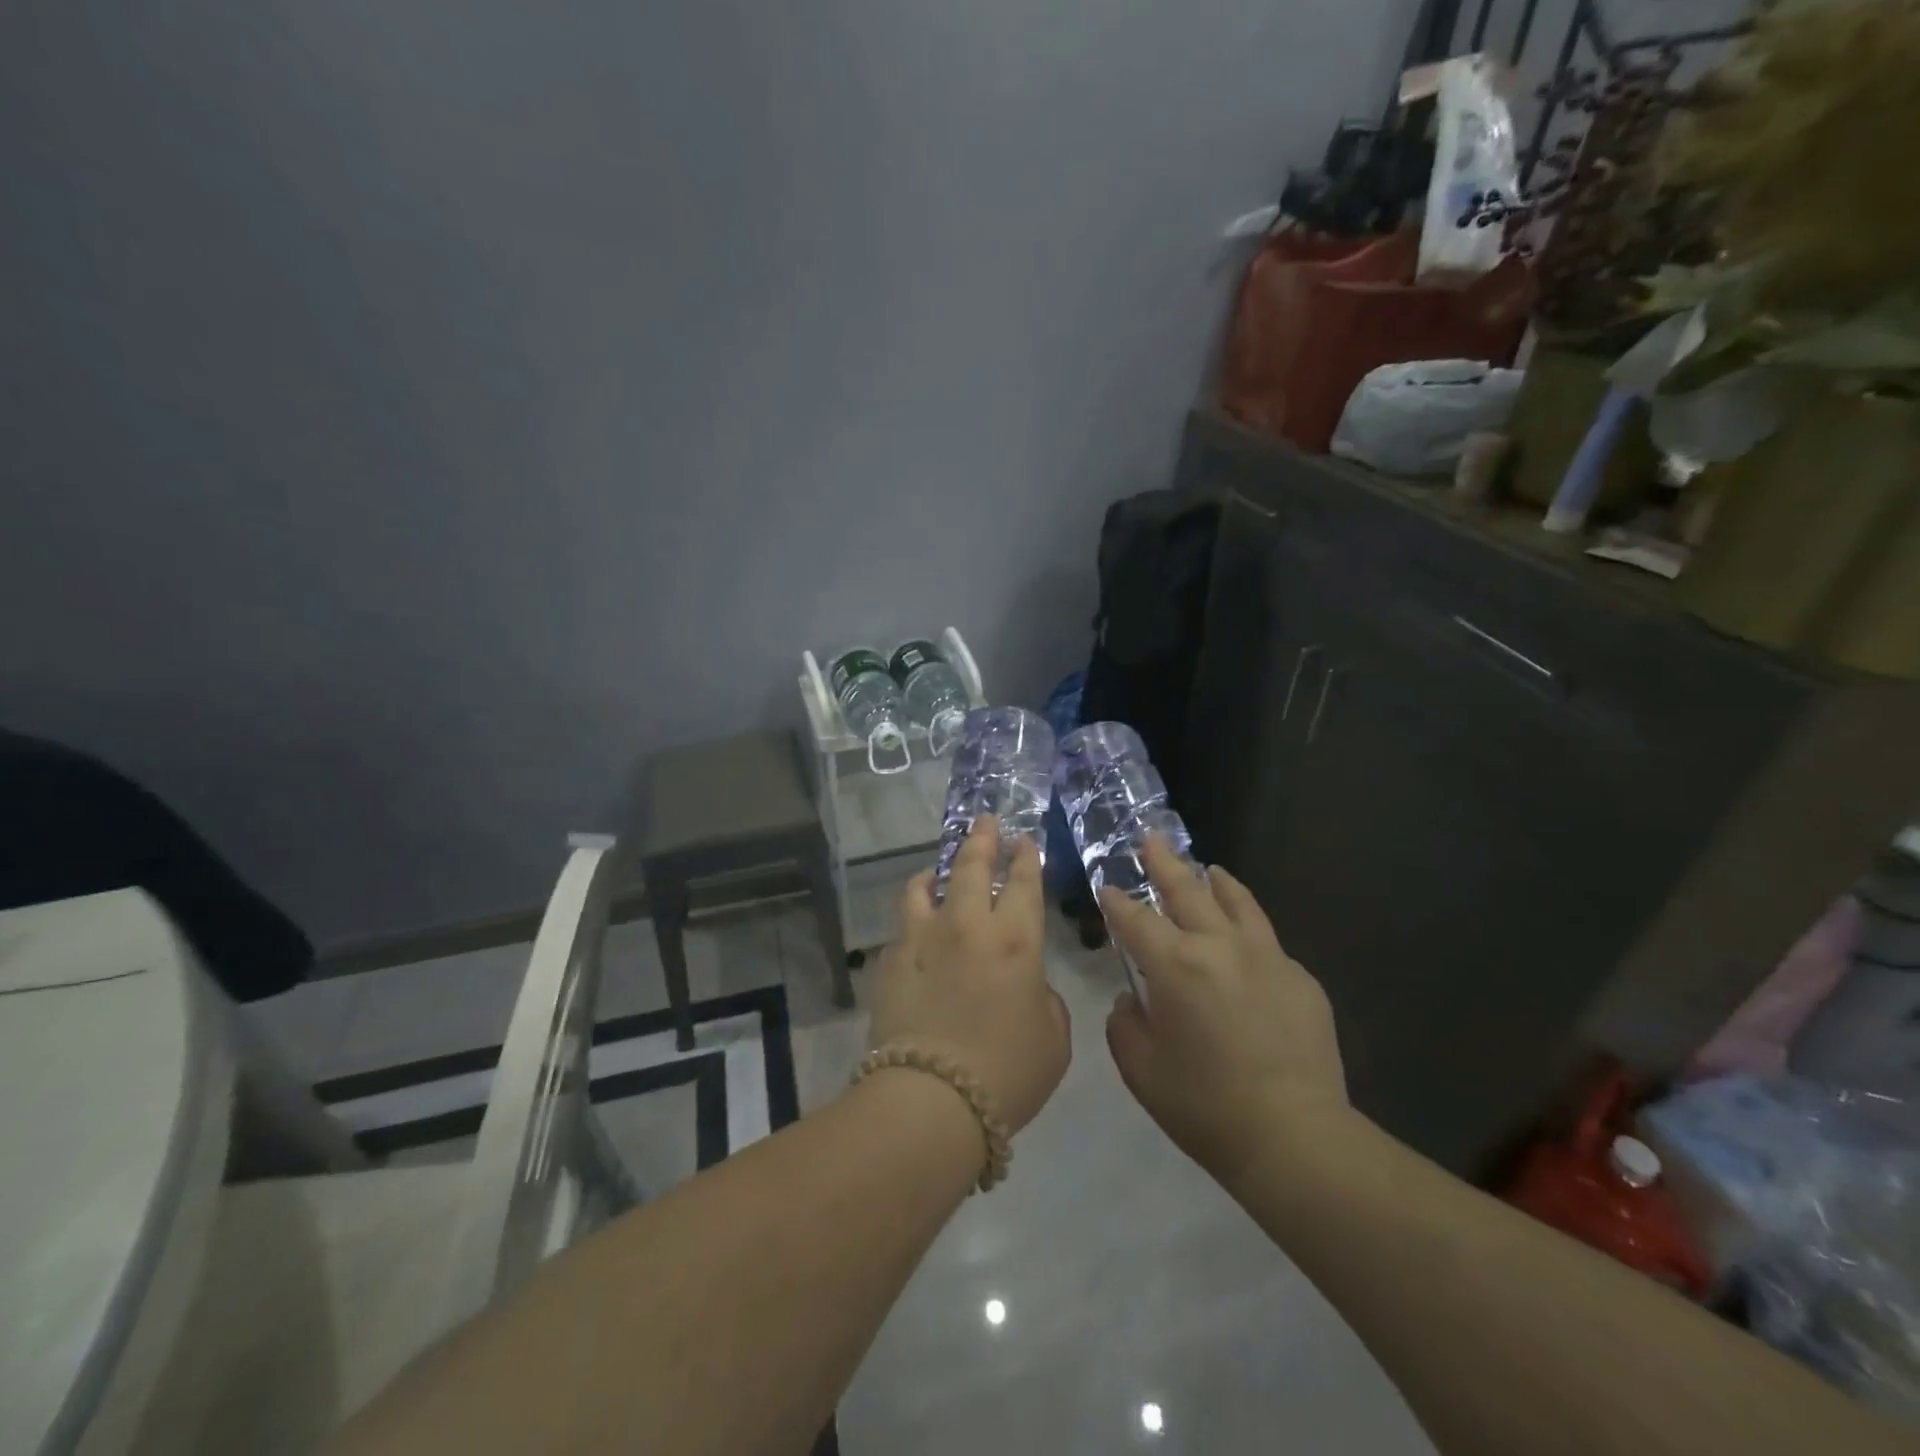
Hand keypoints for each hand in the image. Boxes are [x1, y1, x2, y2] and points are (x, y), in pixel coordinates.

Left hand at [868, 817, 1070, 1134]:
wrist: (929, 1100)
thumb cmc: (1006, 1072)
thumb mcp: (1053, 1037)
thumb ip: (1044, 997)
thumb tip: (1026, 983)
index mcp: (1014, 939)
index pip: (1023, 882)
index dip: (1026, 857)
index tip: (1024, 841)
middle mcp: (966, 924)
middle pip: (971, 866)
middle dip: (982, 838)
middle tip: (985, 820)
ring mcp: (922, 938)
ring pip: (924, 886)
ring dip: (936, 871)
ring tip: (937, 871)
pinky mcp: (890, 960)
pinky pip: (903, 924)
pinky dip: (914, 916)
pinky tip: (916, 927)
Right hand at [1101, 839, 1346, 1182]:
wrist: (1294, 1137)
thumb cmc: (1204, 1105)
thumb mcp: (1141, 1068)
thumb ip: (1125, 1024)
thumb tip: (1132, 1002)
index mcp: (1175, 964)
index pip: (1136, 919)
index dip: (1117, 901)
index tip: (1108, 888)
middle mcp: (1219, 946)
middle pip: (1187, 890)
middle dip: (1163, 863)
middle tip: (1151, 839)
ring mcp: (1266, 958)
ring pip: (1237, 902)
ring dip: (1215, 881)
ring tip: (1208, 869)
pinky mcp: (1300, 978)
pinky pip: (1267, 940)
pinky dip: (1248, 927)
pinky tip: (1245, 939)